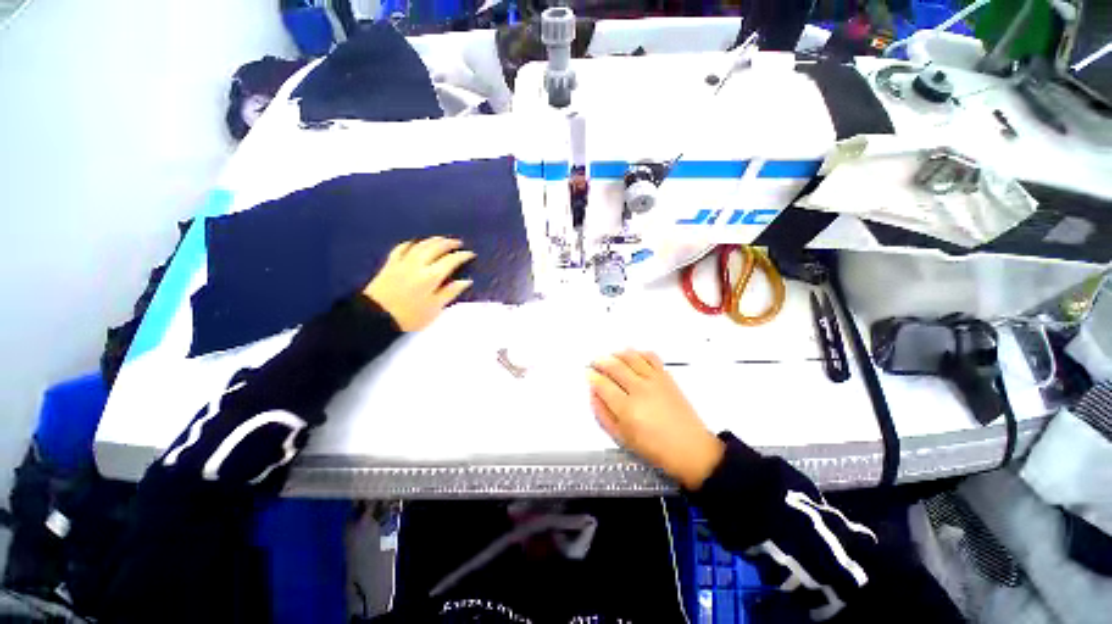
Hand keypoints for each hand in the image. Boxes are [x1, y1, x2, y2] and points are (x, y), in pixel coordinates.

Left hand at [364, 237, 474, 331]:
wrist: (375, 317)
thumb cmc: (410, 316)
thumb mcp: (435, 308)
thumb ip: (450, 292)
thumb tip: (466, 281)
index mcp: (432, 276)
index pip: (451, 260)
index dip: (462, 256)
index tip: (471, 254)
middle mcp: (418, 264)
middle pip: (436, 248)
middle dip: (448, 243)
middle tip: (458, 243)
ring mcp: (403, 262)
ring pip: (420, 245)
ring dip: (433, 240)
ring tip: (441, 239)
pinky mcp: (390, 264)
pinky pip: (402, 248)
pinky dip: (411, 243)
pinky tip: (415, 243)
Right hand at [588, 350, 724, 489]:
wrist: (690, 448)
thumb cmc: (656, 448)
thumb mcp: (623, 438)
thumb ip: (603, 416)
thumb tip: (593, 396)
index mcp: (627, 409)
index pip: (602, 384)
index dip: (592, 376)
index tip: (588, 373)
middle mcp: (639, 390)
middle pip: (614, 366)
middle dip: (601, 362)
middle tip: (595, 362)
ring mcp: (654, 381)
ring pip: (631, 357)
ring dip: (617, 354)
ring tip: (611, 356)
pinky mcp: (666, 377)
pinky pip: (650, 356)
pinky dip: (639, 352)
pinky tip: (633, 355)